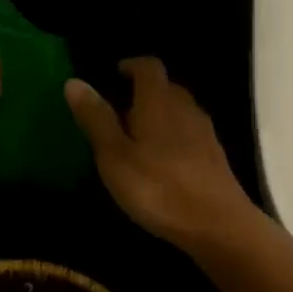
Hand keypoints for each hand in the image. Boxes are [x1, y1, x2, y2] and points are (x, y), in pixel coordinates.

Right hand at [65, 58, 265, 254]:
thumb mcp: (115, 156)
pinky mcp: (214, 156)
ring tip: (135, 138)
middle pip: (165, 87)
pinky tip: (160, 162)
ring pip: (178, 110)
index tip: (113, 75)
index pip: (148, 66)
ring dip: (157, 115)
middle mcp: (185, 107)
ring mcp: (204, 132)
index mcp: (159, 101)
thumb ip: (96, 118)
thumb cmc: (158, 188)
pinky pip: (189, 133)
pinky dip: (172, 136)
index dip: (131, 66)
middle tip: (117, 111)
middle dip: (141, 92)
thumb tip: (74, 81)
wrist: (218, 225)